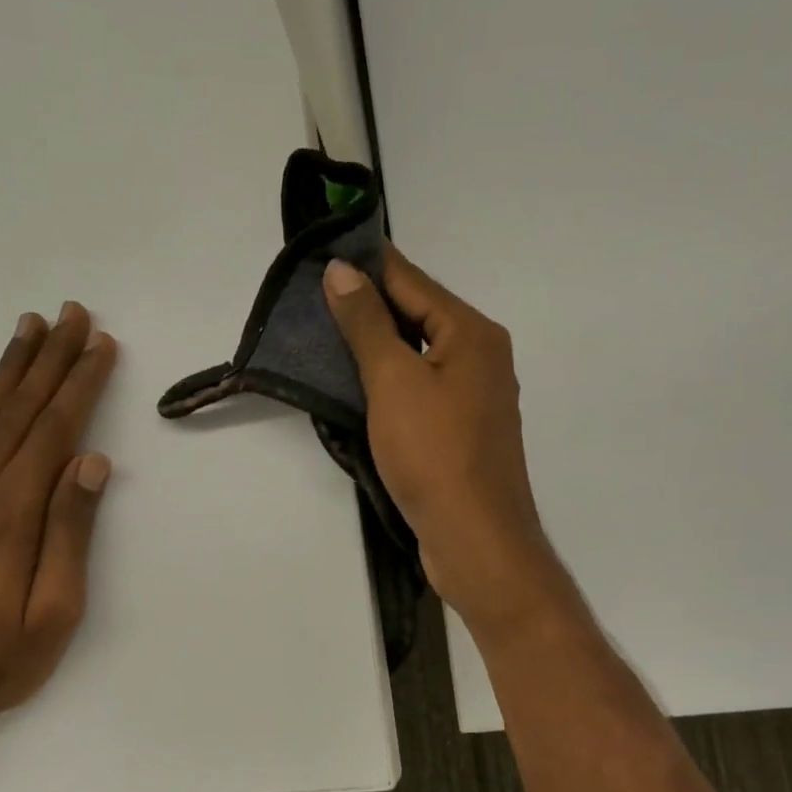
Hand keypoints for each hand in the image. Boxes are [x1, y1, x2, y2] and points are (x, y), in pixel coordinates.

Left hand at [0, 302, 117, 755]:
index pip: (57, 428)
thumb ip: (70, 529)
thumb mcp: (55, 608)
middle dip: (51, 358)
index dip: (82, 382)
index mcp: (15, 509)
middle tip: (71, 314)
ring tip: (27, 327)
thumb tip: (91, 460)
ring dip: (7, 368)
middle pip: (20, 408)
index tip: (101, 343)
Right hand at [324, 249, 570, 634]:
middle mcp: (480, 356)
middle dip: (367, 305)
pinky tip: (355, 384)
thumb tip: (342, 269)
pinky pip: (419, 389)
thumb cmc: (434, 453)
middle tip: (311, 299)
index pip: (411, 280)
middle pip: (417, 315)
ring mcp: (473, 396)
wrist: (474, 539)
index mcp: (472, 333)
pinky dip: (388, 381)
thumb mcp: (393, 380)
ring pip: (416, 354)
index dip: (366, 264)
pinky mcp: (460, 431)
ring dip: (375, 345)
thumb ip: (366, 323)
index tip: (322, 253)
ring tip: (323, 336)